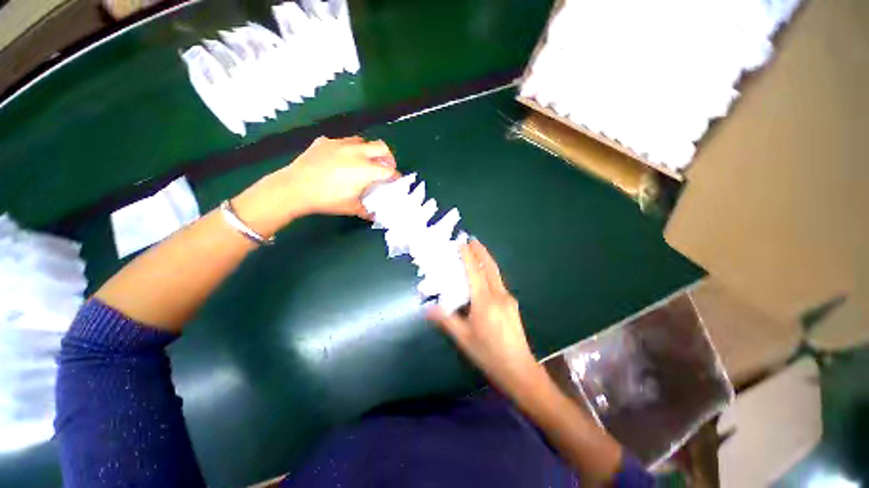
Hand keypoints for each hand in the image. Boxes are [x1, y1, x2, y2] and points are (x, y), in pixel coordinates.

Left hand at [233, 136, 398, 235]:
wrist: (294, 188)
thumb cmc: (327, 199)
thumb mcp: (350, 208)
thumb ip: (366, 210)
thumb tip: (374, 215)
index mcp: (366, 169)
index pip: (389, 170)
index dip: (395, 177)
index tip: (395, 182)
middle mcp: (357, 153)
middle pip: (382, 147)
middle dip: (387, 157)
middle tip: (384, 168)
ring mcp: (340, 144)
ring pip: (363, 141)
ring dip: (368, 151)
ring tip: (363, 162)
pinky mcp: (325, 141)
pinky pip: (343, 142)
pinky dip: (348, 149)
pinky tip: (340, 159)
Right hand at [430, 239, 543, 396]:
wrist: (519, 370)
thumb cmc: (488, 354)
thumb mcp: (463, 338)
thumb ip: (446, 320)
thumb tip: (427, 309)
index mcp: (485, 301)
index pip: (475, 272)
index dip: (468, 255)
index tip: (462, 242)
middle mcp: (499, 295)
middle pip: (490, 267)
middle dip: (481, 251)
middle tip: (472, 239)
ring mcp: (508, 299)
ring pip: (496, 273)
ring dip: (486, 260)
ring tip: (477, 252)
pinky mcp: (512, 305)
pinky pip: (498, 282)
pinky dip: (490, 273)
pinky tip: (484, 276)